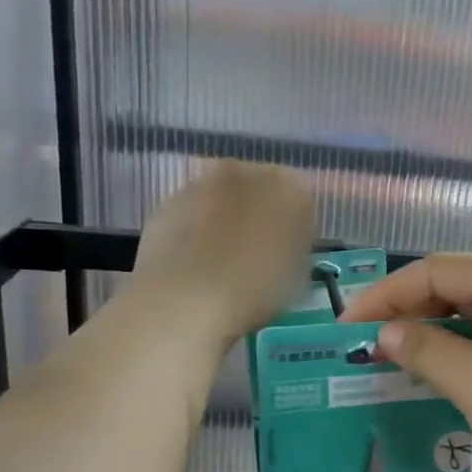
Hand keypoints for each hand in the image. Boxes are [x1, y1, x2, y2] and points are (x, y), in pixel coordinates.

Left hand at [130, 162, 315, 346]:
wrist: (185, 299)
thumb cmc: (256, 291)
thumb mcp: (299, 277)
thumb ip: (297, 248)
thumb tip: (286, 243)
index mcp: (291, 188)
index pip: (303, 200)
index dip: (298, 228)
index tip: (291, 253)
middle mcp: (247, 172)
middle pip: (261, 188)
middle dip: (261, 213)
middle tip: (258, 252)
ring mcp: (203, 182)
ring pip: (224, 197)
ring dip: (227, 218)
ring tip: (223, 260)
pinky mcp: (168, 199)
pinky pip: (194, 211)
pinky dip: (197, 227)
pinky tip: (195, 261)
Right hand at [341, 255, 471, 471]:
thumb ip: (425, 349)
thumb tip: (384, 332)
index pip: (440, 271)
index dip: (388, 295)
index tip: (345, 326)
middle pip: (457, 291)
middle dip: (409, 316)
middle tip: (362, 346)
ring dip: (431, 340)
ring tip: (385, 363)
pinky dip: (457, 362)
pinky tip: (427, 381)